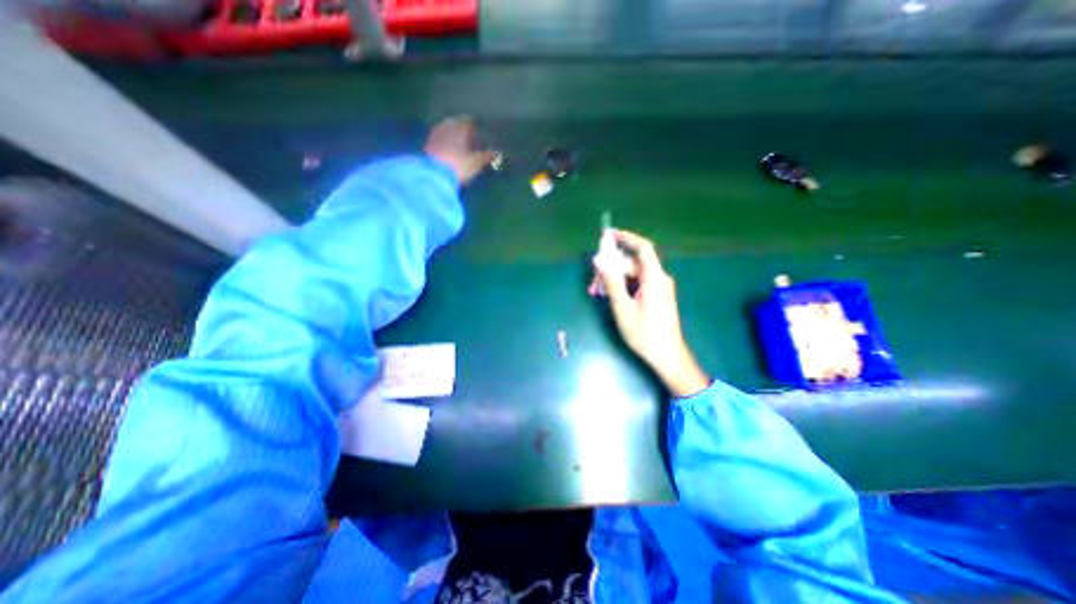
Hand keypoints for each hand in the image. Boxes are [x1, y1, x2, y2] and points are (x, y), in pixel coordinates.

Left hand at [424, 115, 499, 183]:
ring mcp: (436, 132)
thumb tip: (497, 152)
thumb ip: (487, 155)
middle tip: (472, 144)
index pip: (471, 122)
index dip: (477, 130)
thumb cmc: (459, 165)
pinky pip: (441, 139)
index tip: (482, 138)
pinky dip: (447, 144)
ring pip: (448, 131)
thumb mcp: (477, 162)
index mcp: (460, 125)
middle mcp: (447, 124)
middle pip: (458, 125)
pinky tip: (451, 154)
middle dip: (465, 133)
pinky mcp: (428, 143)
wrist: (433, 174)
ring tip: (462, 150)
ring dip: (455, 138)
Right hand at [584, 230, 712, 394]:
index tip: (608, 235)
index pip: (642, 248)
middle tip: (593, 282)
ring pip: (632, 275)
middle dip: (611, 269)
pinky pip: (636, 284)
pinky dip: (622, 287)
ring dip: (614, 280)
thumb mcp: (623, 308)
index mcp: (654, 278)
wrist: (667, 356)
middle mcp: (658, 278)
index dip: (626, 238)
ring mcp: (658, 288)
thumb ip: (612, 282)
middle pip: (632, 264)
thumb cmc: (645, 333)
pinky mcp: (655, 297)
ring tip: (596, 293)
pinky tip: (609, 297)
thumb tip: (599, 260)